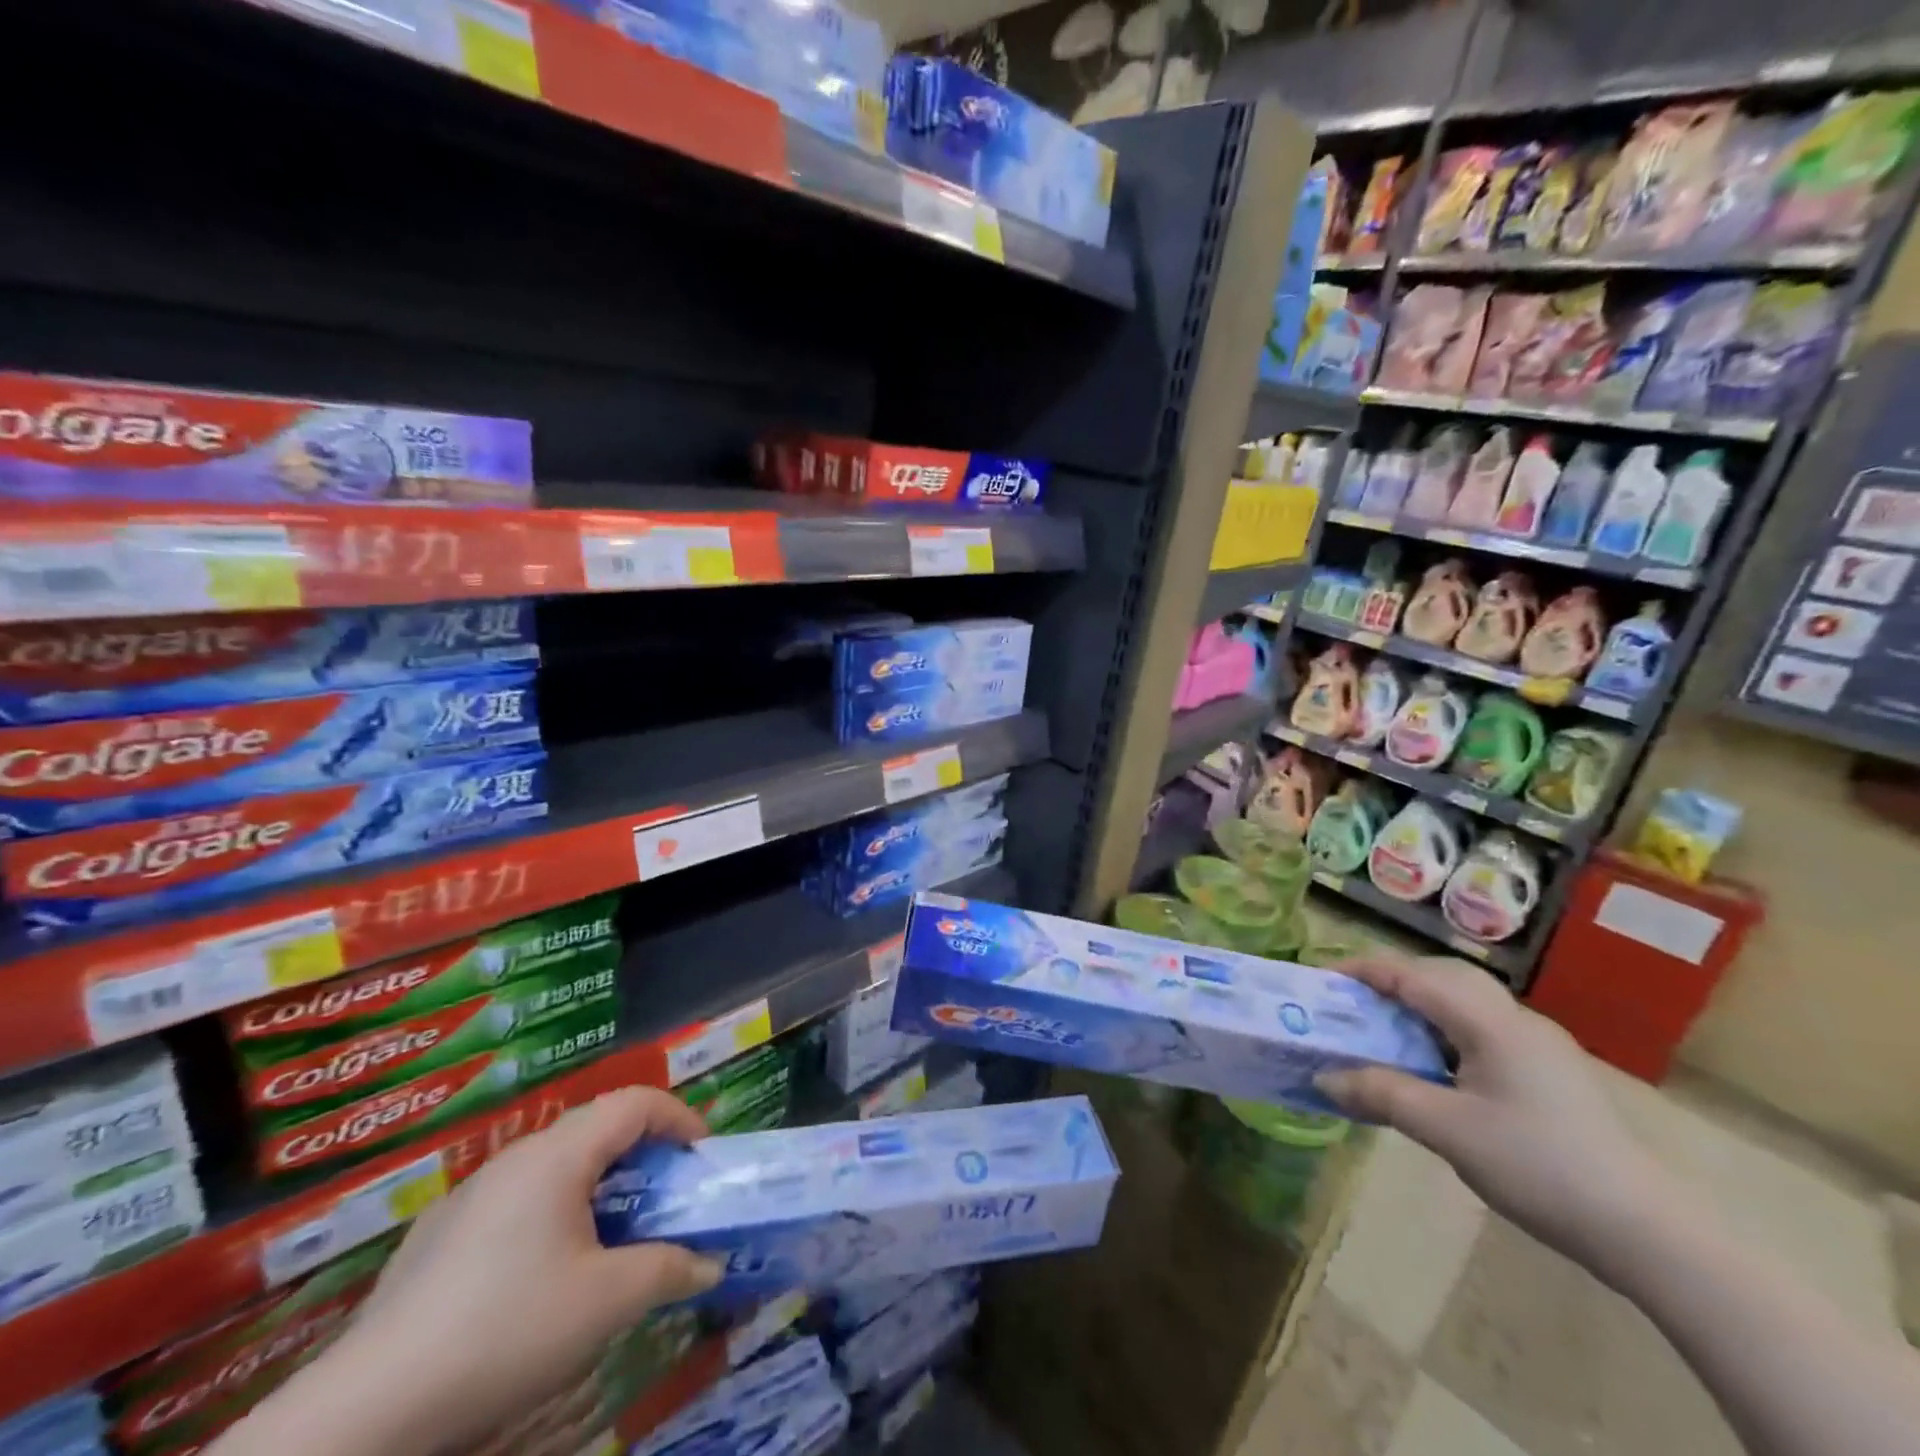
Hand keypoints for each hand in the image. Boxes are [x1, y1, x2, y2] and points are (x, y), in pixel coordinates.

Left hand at [217, 1088, 721, 1455]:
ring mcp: (469, 1195)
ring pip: (554, 1166)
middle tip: (666, 1199)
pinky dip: (553, 1213)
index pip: (635, 1102)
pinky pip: (515, 1201)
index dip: (679, 1118)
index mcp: (557, 1155)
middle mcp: (514, 1158)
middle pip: (596, 1129)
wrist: (365, 1412)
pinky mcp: (436, 1237)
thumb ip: (667, 1270)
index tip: (702, 1158)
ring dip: (598, 1186)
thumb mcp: (606, 1302)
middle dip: (643, 1155)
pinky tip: (541, 1277)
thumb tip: (710, 1262)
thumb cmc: (505, 1331)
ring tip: (612, 1238)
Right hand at [1316, 955, 1684, 1285]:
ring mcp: (1539, 1045)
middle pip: (1441, 976)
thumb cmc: (1537, 1167)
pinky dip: (1444, 1030)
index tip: (1321, 981)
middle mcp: (1516, 1019)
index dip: (1363, 972)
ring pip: (1465, 1002)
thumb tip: (1323, 1077)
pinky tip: (1435, 1066)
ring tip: (1385, 1032)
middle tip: (1352, 1004)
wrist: (1646, 1231)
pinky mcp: (1551, 1071)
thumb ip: (1381, 1094)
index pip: (1413, 976)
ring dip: (1419, 1006)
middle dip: (1391, 981)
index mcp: (1490, 1022)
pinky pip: (1483, 1029)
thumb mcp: (1447, 1130)